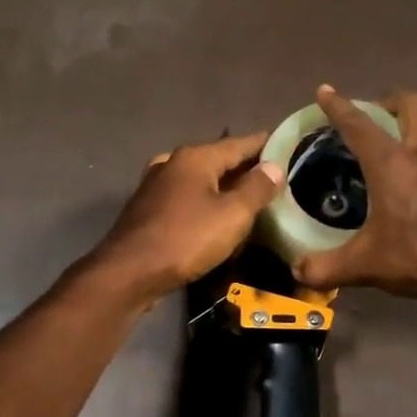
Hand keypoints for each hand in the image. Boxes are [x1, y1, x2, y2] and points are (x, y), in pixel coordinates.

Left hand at [90, 131, 283, 303]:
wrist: (130, 272)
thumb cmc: (186, 239)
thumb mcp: (232, 215)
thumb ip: (256, 188)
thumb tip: (275, 167)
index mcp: (195, 158)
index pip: (240, 143)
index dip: (265, 145)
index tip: (287, 146)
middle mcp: (173, 164)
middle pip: (218, 160)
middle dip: (245, 168)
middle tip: (274, 178)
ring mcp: (156, 186)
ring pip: (200, 180)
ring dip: (224, 187)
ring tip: (249, 198)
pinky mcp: (148, 210)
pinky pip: (186, 199)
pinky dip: (205, 202)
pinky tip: (215, 217)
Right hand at [293, 87, 416, 299]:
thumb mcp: (365, 265)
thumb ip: (326, 267)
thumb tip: (298, 272)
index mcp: (390, 163)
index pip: (358, 125)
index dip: (339, 106)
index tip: (326, 91)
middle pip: (413, 103)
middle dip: (392, 101)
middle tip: (380, 115)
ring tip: (414, 136)